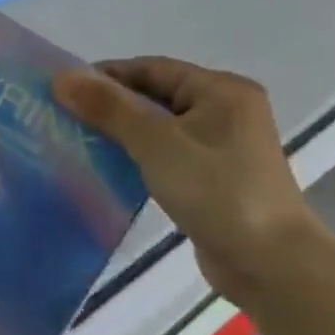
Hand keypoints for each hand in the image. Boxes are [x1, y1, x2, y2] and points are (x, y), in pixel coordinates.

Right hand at [53, 57, 320, 305]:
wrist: (272, 266)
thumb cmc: (217, 192)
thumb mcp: (157, 143)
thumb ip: (109, 107)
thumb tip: (61, 76)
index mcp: (221, 90)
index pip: (150, 68)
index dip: (105, 76)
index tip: (63, 91)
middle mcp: (225, 110)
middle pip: (154, 95)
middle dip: (110, 104)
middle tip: (64, 117)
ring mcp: (222, 146)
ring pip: (158, 126)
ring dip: (120, 131)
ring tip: (78, 140)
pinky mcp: (214, 177)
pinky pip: (166, 153)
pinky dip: (137, 155)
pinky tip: (108, 166)